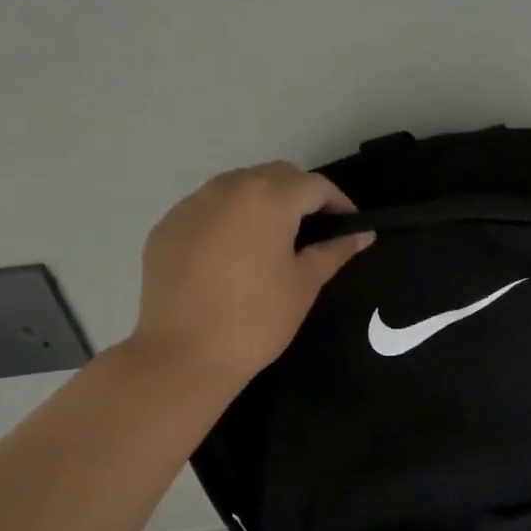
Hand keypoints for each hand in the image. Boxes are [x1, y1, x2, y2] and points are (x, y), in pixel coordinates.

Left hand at [127, 162, 373, 388]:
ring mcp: (190, 205)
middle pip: (274, 176)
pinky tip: (234, 254)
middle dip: (300, 195)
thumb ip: (334, 251)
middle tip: (315, 229)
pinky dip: (229, 218)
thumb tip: (363, 234)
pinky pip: (207, 208)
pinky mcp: (166, 227)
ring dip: (263, 202)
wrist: (185, 354)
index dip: (338, 202)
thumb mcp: (305, 284)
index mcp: (268, 200)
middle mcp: (227, 189)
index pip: (314, 185)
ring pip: (237, 187)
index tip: (350, 225)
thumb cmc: (258, 319)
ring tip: (274, 238)